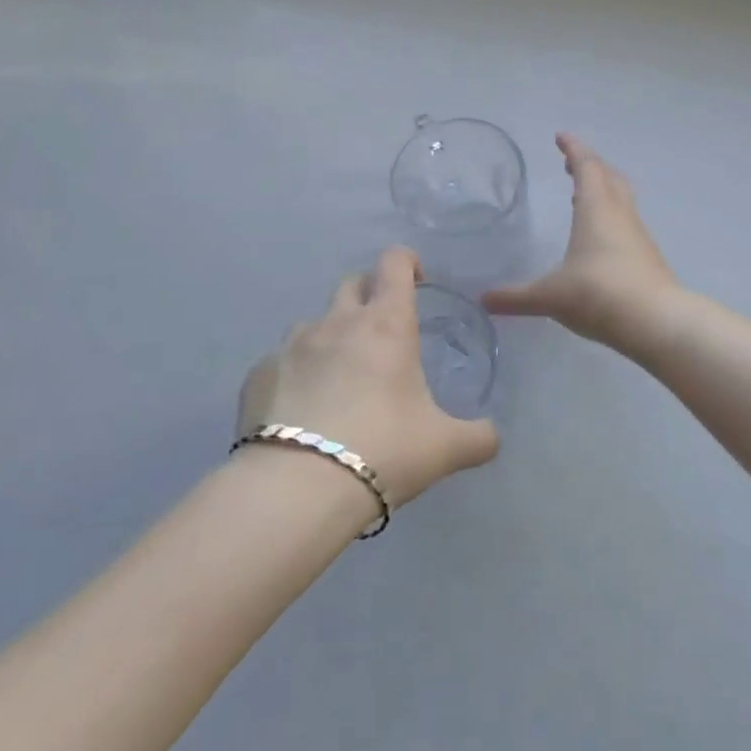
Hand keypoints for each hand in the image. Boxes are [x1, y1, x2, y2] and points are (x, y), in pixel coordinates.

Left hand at [239, 248, 498, 506]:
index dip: (407, 261)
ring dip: (331, 335)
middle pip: (352, 283)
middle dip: (370, 293)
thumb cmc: (385, 451)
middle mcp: (337, 323)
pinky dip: (296, 373)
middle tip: (384, 330)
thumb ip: (478, 437)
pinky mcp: (258, 375)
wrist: (298, 488)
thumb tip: (492, 437)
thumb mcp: (446, 448)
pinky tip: (302, 410)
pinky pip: (281, 361)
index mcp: (387, 325)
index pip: (394, 263)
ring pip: (313, 322)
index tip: (417, 280)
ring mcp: (291, 346)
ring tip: (340, 376)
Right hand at [483, 133, 681, 354]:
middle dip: (591, 166)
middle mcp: (620, 215)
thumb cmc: (598, 295)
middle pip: (609, 177)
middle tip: (572, 164)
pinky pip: (627, 224)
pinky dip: (612, 218)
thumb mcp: (549, 296)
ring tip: (583, 196)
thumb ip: (516, 297)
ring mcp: (638, 235)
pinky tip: (601, 239)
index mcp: (596, 209)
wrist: (655, 321)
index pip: (586, 167)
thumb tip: (483, 300)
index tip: (561, 137)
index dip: (573, 149)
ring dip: (604, 191)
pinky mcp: (648, 257)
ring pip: (622, 200)